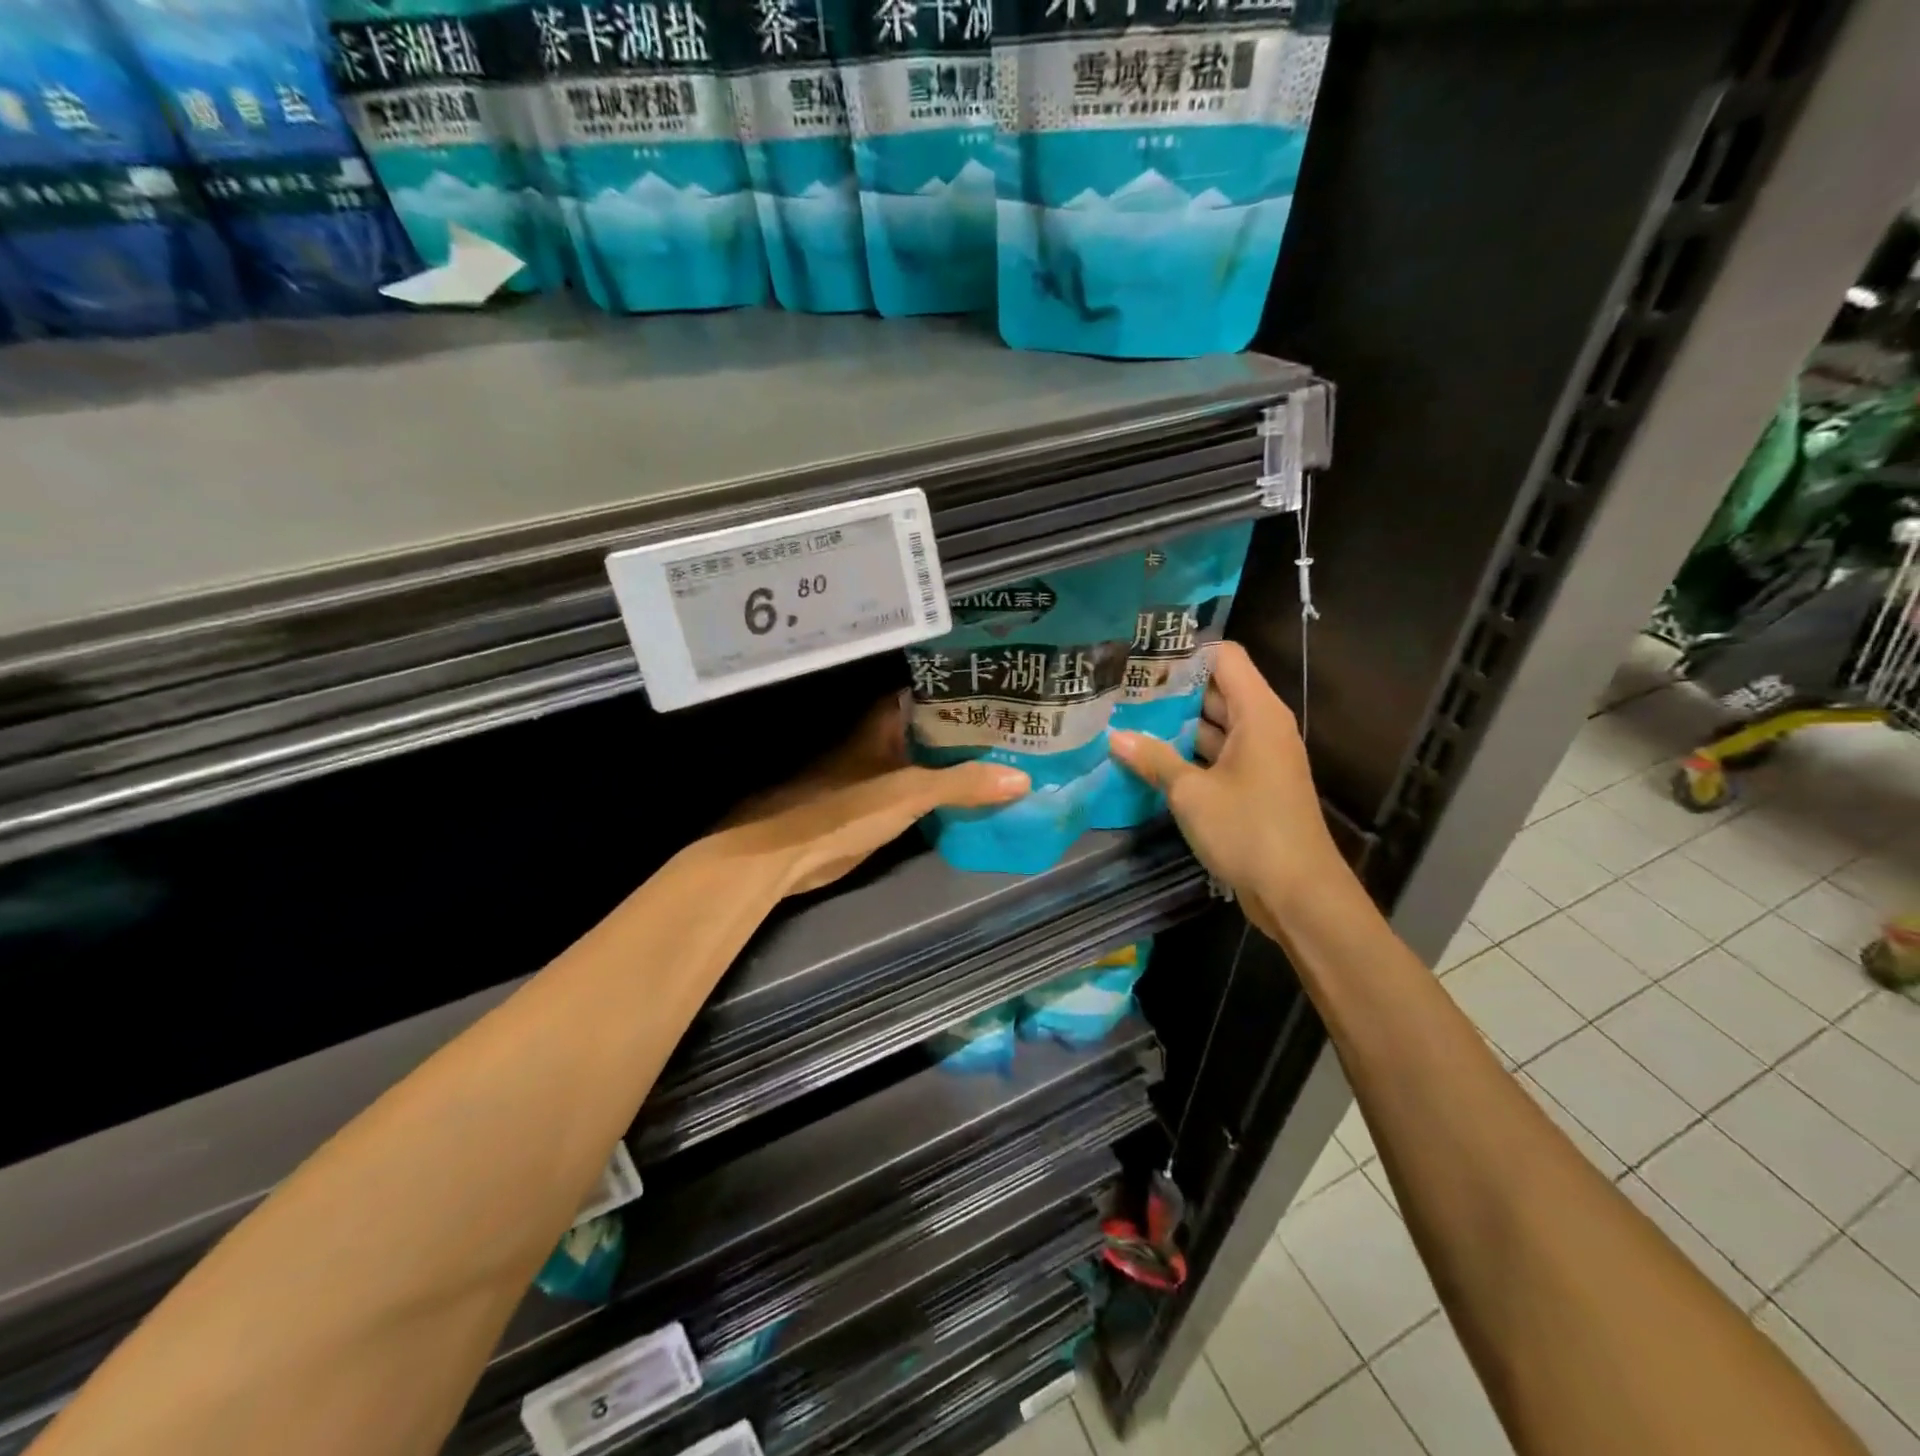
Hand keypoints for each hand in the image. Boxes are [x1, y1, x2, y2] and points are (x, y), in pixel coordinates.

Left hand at [721, 695, 1028, 896]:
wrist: (782, 855)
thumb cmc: (841, 808)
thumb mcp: (908, 792)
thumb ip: (962, 783)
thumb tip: (1022, 778)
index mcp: (884, 722)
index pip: (933, 693)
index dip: (969, 690)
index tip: (1008, 691)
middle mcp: (883, 741)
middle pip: (936, 729)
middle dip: (974, 731)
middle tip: (1023, 730)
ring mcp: (879, 774)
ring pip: (930, 761)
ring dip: (962, 764)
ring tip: (1013, 760)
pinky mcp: (877, 807)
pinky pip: (921, 792)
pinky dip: (946, 794)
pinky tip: (977, 798)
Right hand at [1108, 642, 1345, 941]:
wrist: (1298, 894)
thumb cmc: (1249, 831)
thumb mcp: (1192, 794)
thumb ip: (1154, 760)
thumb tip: (1115, 737)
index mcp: (1259, 714)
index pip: (1225, 657)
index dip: (1186, 650)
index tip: (1142, 652)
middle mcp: (1262, 727)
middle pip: (1216, 689)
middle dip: (1171, 687)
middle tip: (1121, 685)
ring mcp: (1258, 758)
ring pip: (1214, 725)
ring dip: (1175, 723)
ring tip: (1125, 715)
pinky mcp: (1251, 786)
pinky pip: (1216, 755)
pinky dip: (1186, 753)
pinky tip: (1147, 756)